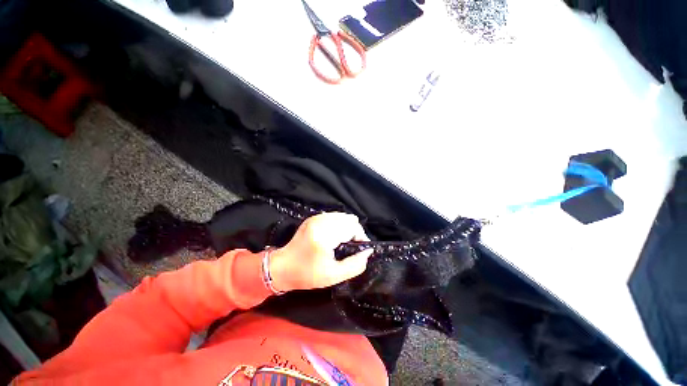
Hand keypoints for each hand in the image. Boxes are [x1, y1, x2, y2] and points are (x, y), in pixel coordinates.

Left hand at [269, 212, 372, 291]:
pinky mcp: (313, 217)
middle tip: (352, 246)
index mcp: (324, 236)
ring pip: (342, 216)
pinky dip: (339, 224)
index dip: (360, 237)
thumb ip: (355, 265)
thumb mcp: (333, 276)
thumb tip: (368, 252)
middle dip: (355, 231)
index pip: (352, 227)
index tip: (360, 249)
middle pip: (349, 219)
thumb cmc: (307, 274)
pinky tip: (335, 235)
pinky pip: (334, 216)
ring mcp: (315, 218)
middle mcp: (320, 222)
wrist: (282, 267)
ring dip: (347, 227)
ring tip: (344, 241)